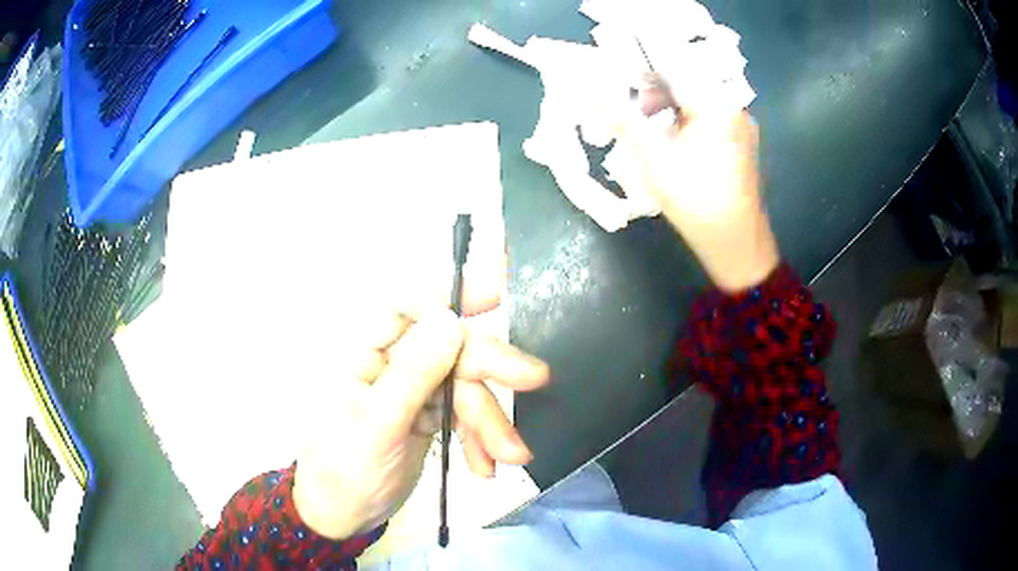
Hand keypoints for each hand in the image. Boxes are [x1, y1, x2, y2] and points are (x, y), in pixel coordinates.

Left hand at [292, 268, 548, 540]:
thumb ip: (413, 374)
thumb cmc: (345, 471)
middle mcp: (390, 363)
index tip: (495, 293)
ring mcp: (413, 390)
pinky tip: (485, 466)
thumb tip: (451, 320)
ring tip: (510, 456)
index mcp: (364, 354)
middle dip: (489, 369)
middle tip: (535, 379)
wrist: (345, 517)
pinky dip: (480, 438)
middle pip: (449, 348)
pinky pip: (464, 416)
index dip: (449, 296)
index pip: (406, 309)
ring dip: (490, 421)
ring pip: (464, 386)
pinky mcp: (430, 416)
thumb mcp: (378, 426)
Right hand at [617, 76, 779, 291]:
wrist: (735, 244)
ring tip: (641, 130)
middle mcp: (733, 106)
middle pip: (683, 83)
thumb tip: (585, 93)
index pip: (670, 66)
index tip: (609, 73)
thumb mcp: (652, 155)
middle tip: (623, 110)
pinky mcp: (738, 143)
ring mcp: (738, 126)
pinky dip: (681, 123)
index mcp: (717, 101)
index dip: (636, 67)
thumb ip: (620, 117)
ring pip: (693, 103)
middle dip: (649, 92)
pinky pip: (704, 120)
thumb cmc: (696, 198)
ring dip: (663, 109)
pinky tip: (665, 141)